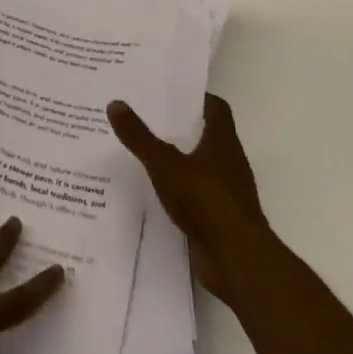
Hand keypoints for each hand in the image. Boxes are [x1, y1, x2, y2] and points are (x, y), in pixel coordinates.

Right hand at [108, 94, 270, 302]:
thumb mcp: (165, 164)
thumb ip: (140, 137)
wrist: (237, 261)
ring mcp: (225, 192)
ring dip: (177, 158)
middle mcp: (228, 162)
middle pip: (206, 135)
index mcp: (222, 142)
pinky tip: (153, 190)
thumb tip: (115, 103)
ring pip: (199, 165)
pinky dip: (178, 189)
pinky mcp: (218, 218)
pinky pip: (195, 194)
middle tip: (145, 116)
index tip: (170, 92)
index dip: (196, 98)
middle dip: (180, 126)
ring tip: (143, 151)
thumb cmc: (206, 201)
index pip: (216, 108)